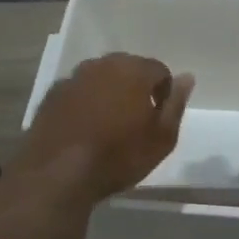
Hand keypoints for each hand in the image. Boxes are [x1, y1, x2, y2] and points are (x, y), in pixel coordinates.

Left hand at [13, 53, 193, 202]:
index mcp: (133, 70)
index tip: (158, 118)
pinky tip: (84, 128)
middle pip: (127, 69)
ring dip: (109, 94)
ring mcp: (73, 77)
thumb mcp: (162, 138)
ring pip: (100, 78)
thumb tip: (187, 77)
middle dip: (136, 88)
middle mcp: (102, 65)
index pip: (159, 70)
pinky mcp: (51, 94)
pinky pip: (77, 92)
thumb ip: (176, 104)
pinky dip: (84, 103)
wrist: (58, 173)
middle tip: (136, 121)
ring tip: (109, 125)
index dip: (164, 93)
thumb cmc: (118, 156)